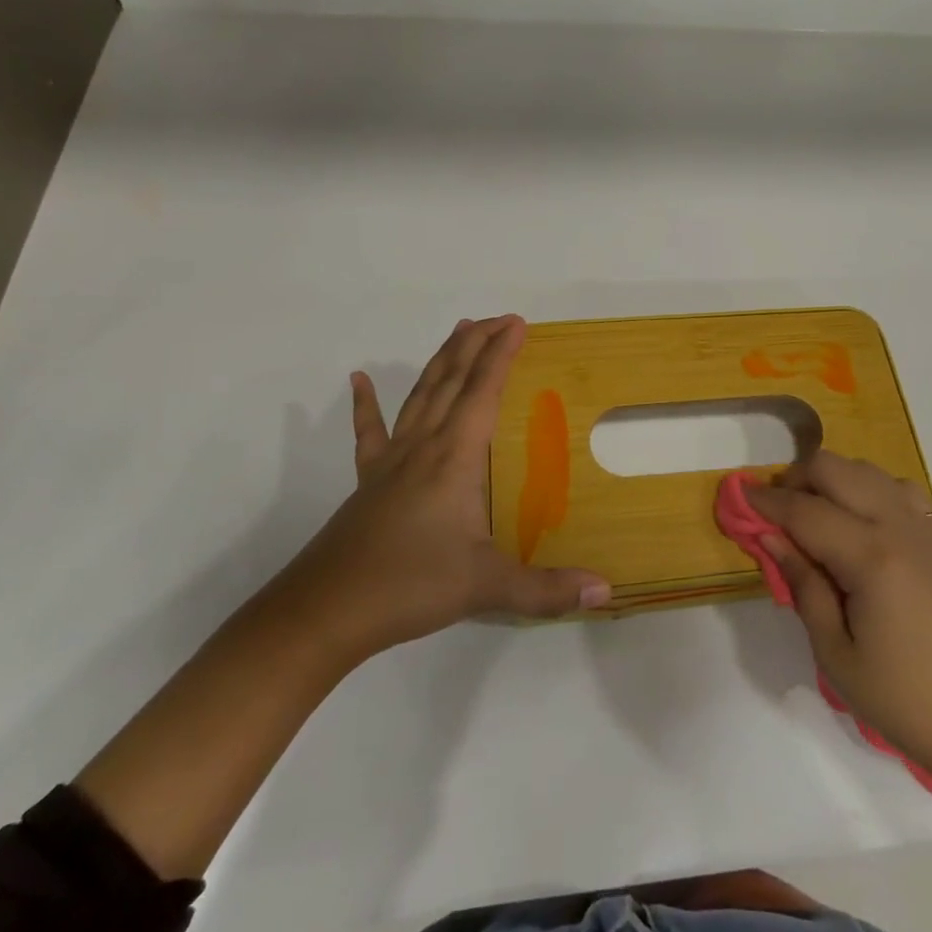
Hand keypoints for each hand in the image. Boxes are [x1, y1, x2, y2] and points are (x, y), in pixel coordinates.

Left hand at [266, 315, 609, 665]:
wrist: (325, 611)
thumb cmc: (410, 586)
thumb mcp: (486, 588)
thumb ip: (547, 589)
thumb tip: (606, 590)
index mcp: (455, 458)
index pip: (483, 391)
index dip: (501, 354)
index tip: (518, 324)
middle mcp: (424, 446)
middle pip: (452, 380)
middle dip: (476, 344)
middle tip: (498, 319)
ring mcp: (391, 460)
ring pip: (420, 395)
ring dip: (441, 360)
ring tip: (458, 331)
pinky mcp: (369, 480)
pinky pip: (370, 431)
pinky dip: (365, 404)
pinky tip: (358, 380)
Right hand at [746, 452, 931, 780]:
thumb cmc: (905, 699)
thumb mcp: (836, 653)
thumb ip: (803, 586)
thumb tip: (771, 538)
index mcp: (870, 557)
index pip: (804, 510)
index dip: (766, 501)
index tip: (737, 495)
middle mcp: (897, 526)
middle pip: (835, 468)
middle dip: (797, 479)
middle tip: (774, 513)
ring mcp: (923, 526)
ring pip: (865, 469)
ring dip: (831, 479)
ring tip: (812, 516)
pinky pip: (895, 487)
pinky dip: (866, 488)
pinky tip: (857, 521)